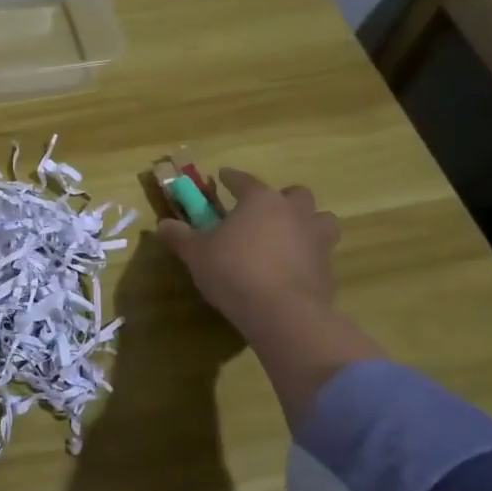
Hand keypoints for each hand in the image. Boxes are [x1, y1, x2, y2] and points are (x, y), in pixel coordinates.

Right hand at [156, 168, 380, 414]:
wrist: (283, 313)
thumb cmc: (234, 272)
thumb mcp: (196, 254)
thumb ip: (180, 237)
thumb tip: (163, 225)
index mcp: (261, 200)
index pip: (244, 180)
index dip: (231, 178)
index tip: (222, 176)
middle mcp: (294, 212)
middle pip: (295, 194)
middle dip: (281, 199)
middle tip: (264, 212)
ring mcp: (316, 239)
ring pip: (320, 220)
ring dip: (307, 223)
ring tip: (290, 237)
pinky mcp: (328, 268)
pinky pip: (321, 253)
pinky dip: (309, 256)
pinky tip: (293, 269)